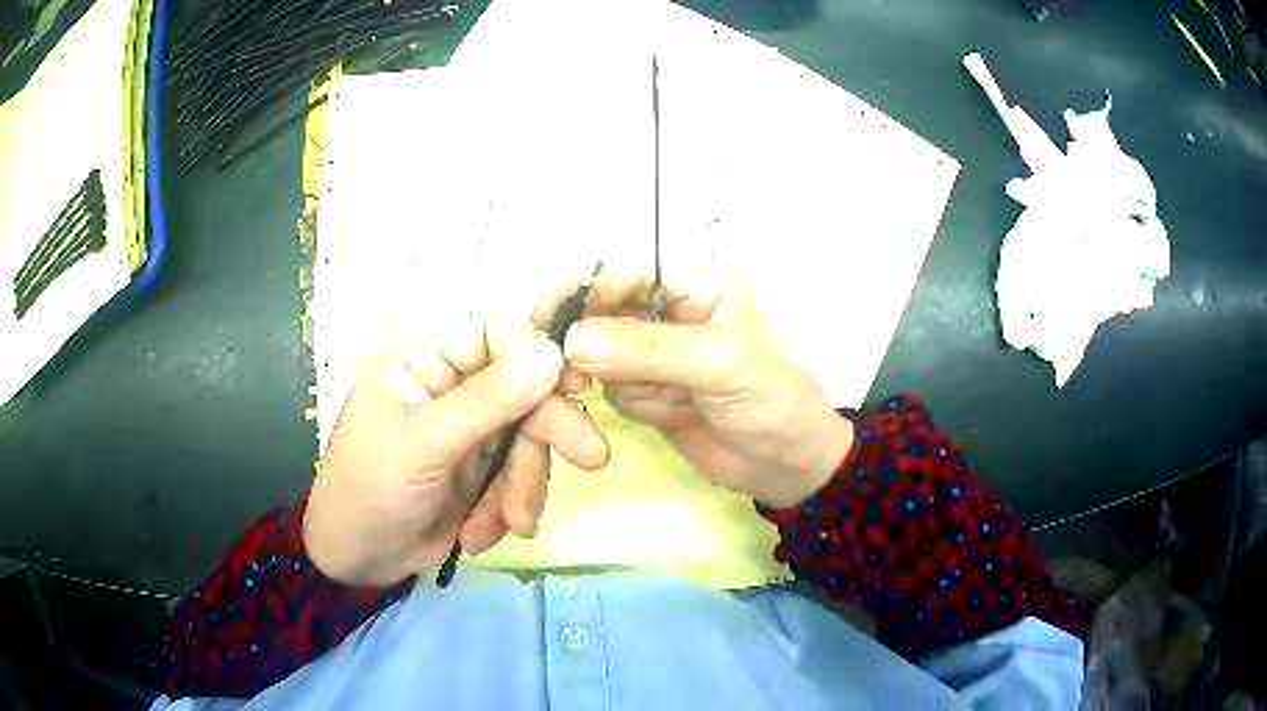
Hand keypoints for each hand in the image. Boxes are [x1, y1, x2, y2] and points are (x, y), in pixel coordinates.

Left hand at [304, 319, 609, 586]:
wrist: (357, 561)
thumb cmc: (370, 490)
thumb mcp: (425, 445)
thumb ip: (487, 401)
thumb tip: (553, 353)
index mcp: (423, 360)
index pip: (492, 334)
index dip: (535, 352)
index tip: (575, 383)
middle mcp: (450, 387)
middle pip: (521, 389)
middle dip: (547, 432)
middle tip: (592, 458)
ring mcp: (468, 430)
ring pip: (527, 439)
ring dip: (523, 486)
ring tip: (511, 524)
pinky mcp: (480, 470)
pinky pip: (517, 477)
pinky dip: (507, 508)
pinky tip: (478, 534)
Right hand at [534, 269, 852, 508]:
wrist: (789, 467)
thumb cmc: (775, 402)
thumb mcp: (722, 366)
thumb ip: (649, 351)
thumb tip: (572, 341)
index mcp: (697, 286)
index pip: (628, 271)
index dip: (586, 286)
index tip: (546, 317)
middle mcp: (670, 313)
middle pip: (604, 312)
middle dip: (592, 343)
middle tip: (577, 377)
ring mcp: (655, 356)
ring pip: (601, 356)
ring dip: (622, 382)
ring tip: (673, 402)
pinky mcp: (646, 392)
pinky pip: (611, 390)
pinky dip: (631, 405)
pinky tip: (672, 414)